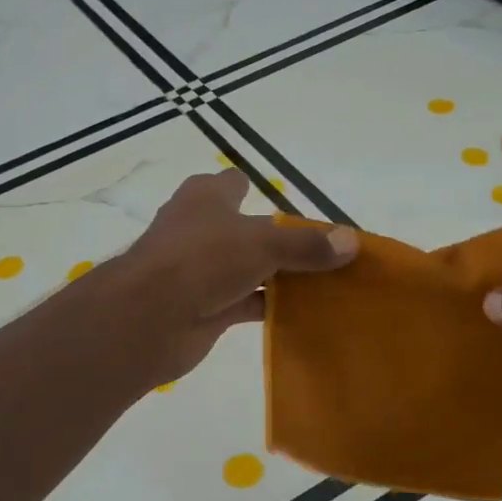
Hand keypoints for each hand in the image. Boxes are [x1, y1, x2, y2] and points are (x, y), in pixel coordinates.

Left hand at [112, 170, 358, 384]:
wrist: (149, 317)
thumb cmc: (202, 259)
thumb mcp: (262, 243)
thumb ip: (306, 244)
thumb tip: (352, 241)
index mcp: (206, 198)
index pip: (233, 183)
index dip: (258, 188)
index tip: (292, 204)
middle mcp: (201, 230)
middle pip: (246, 229)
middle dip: (279, 238)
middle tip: (325, 250)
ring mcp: (201, 271)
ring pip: (249, 268)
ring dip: (279, 276)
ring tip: (326, 282)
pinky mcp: (206, 307)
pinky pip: (247, 303)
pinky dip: (271, 306)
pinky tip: (305, 313)